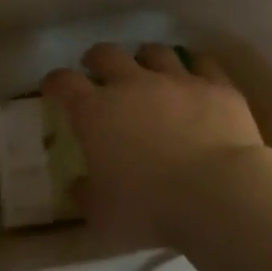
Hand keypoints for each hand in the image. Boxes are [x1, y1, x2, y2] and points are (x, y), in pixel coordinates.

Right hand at [42, 43, 265, 249]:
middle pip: (107, 54)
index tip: (53, 88)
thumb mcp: (104, 218)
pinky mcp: (215, 86)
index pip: (64, 83)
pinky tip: (196, 76)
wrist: (218, 194)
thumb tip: (78, 186)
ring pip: (155, 52)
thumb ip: (86, 197)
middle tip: (97, 69)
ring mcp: (176, 80)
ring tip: (147, 68)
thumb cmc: (151, 209)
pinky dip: (196, 66)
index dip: (55, 82)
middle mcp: (132, 84)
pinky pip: (203, 63)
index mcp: (96, 112)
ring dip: (146, 58)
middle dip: (97, 59)